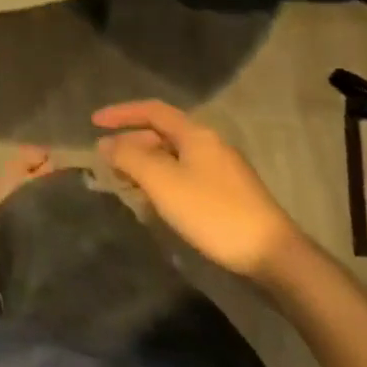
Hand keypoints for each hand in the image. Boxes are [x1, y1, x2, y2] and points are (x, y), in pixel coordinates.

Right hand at [93, 100, 302, 278]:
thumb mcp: (162, 181)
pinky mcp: (227, 195)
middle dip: (131, 143)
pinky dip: (162, 181)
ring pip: (173, 157)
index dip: (121, 113)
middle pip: (162, 133)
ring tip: (124, 182)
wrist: (272, 255)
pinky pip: (184, 176)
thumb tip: (106, 144)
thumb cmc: (212, 211)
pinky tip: (154, 201)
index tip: (94, 122)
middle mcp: (209, 144)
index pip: (152, 110)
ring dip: (145, 164)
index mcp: (195, 133)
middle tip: (106, 160)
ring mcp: (221, 170)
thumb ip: (129, 158)